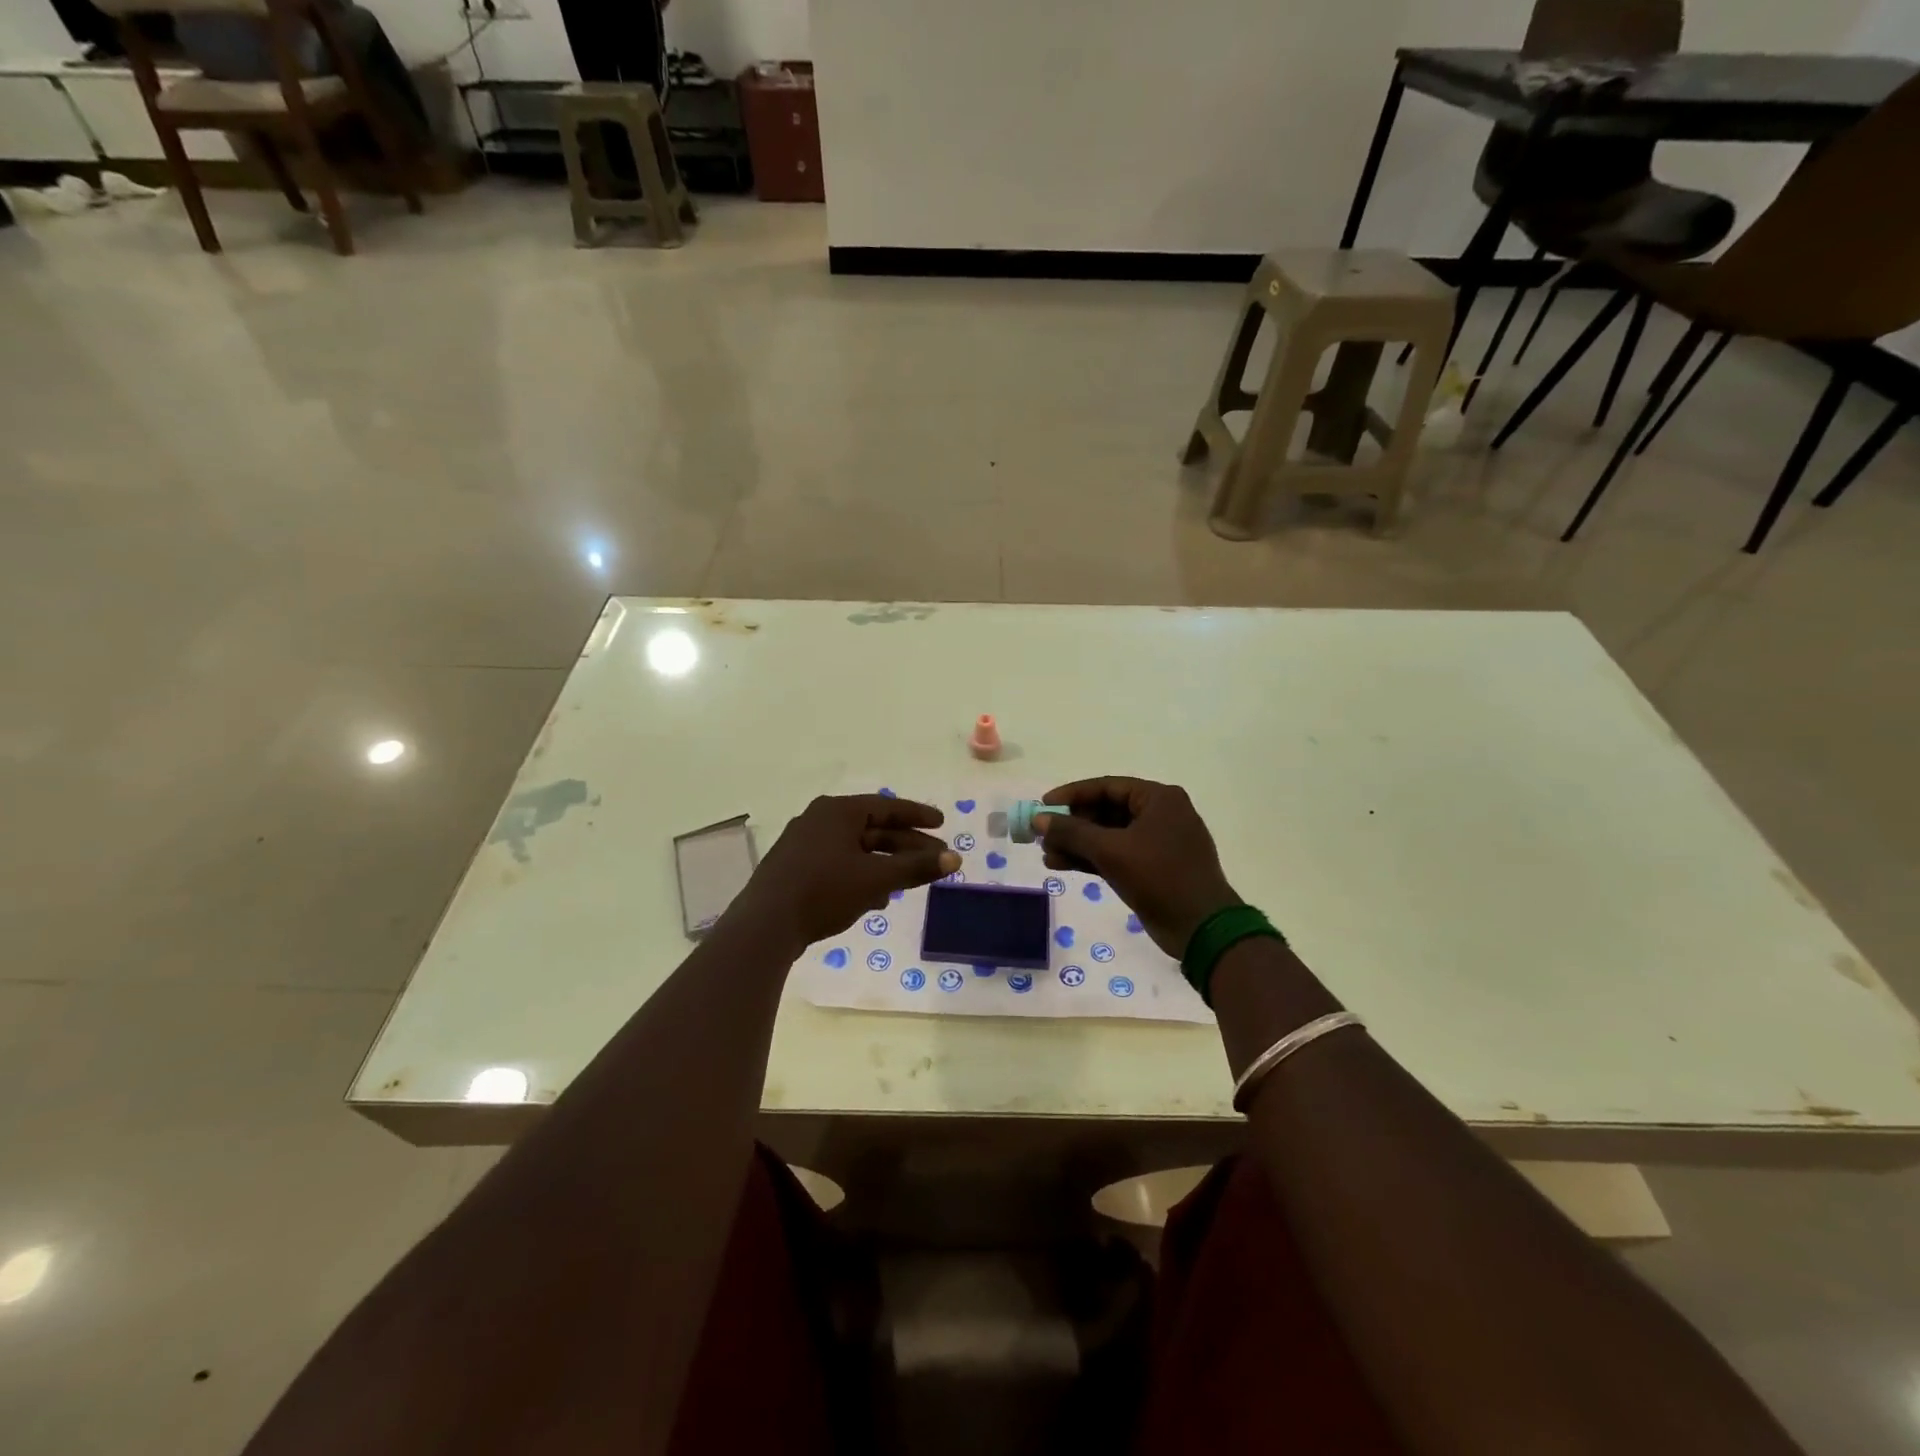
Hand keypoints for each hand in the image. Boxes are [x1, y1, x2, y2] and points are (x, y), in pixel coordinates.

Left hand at [729, 794, 958, 950]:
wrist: (765, 925)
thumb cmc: (825, 891)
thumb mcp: (876, 879)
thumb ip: (916, 867)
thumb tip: (955, 859)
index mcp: (838, 811)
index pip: (886, 806)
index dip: (917, 816)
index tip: (942, 824)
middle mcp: (819, 819)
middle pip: (872, 828)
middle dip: (905, 846)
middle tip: (935, 859)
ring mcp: (803, 844)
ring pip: (856, 849)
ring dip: (885, 864)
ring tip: (909, 882)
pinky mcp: (795, 869)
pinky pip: (838, 864)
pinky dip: (861, 875)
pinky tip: (876, 900)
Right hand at [1036, 777, 1240, 957]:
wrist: (1201, 928)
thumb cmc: (1160, 877)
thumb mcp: (1111, 851)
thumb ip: (1072, 832)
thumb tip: (1038, 819)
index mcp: (1158, 799)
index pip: (1107, 787)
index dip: (1072, 795)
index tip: (1043, 805)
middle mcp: (1159, 814)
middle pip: (1106, 811)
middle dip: (1072, 825)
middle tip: (1043, 835)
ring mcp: (1157, 843)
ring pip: (1108, 836)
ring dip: (1077, 845)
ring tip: (1046, 855)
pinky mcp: (1152, 868)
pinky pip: (1115, 855)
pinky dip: (1090, 860)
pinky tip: (1061, 866)